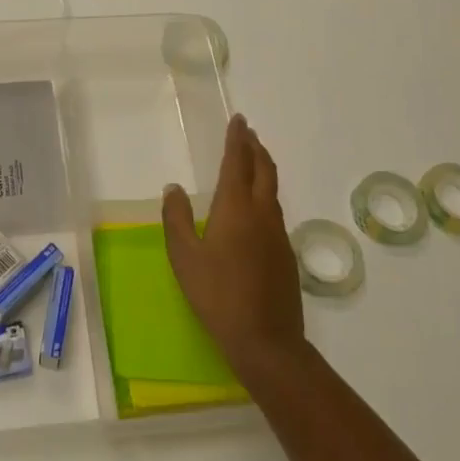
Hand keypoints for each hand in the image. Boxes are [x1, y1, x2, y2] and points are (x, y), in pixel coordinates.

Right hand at [162, 114, 304, 379]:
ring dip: (263, 168)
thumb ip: (176, 219)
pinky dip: (265, 194)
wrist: (265, 339)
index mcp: (236, 208)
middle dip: (255, 147)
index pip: (237, 162)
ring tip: (252, 160)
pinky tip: (256, 208)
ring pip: (272, 190)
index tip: (238, 120)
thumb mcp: (184, 257)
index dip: (237, 139)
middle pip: (264, 170)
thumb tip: (173, 188)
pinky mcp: (286, 254)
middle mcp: (262, 213)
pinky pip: (275, 211)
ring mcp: (278, 234)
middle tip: (248, 133)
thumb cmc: (217, 294)